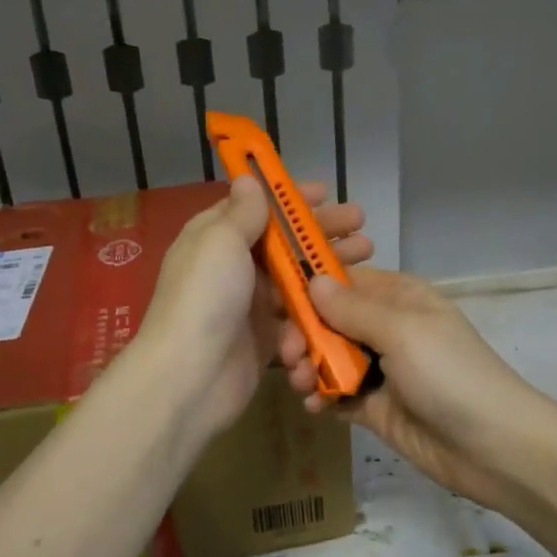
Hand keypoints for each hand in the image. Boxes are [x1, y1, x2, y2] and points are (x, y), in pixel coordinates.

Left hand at [138, 176, 372, 438]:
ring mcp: (250, 306)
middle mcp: (233, 269)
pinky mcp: (265, 340)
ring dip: (330, 271)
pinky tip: (340, 311)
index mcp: (216, 239)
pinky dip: (315, 317)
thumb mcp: (220, 241)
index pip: (256, 210)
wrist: (190, 377)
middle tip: (361, 228)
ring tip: (367, 260)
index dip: (290, 200)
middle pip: (284, 245)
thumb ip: (242, 212)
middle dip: (322, 235)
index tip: (326, 193)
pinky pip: (297, 322)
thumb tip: (247, 179)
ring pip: (297, 282)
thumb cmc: (205, 297)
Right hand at [279, 269, 544, 508]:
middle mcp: (386, 327)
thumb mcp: (402, 332)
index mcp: (397, 297)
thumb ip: (352, 309)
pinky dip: (320, 397)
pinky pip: (336, 393)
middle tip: (290, 355)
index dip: (306, 289)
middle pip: (328, 321)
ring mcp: (380, 369)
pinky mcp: (374, 406)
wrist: (492, 447)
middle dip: (303, 334)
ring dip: (307, 366)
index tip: (273, 302)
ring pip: (327, 358)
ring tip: (301, 384)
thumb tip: (311, 280)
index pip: (341, 282)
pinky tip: (314, 406)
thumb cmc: (450, 374)